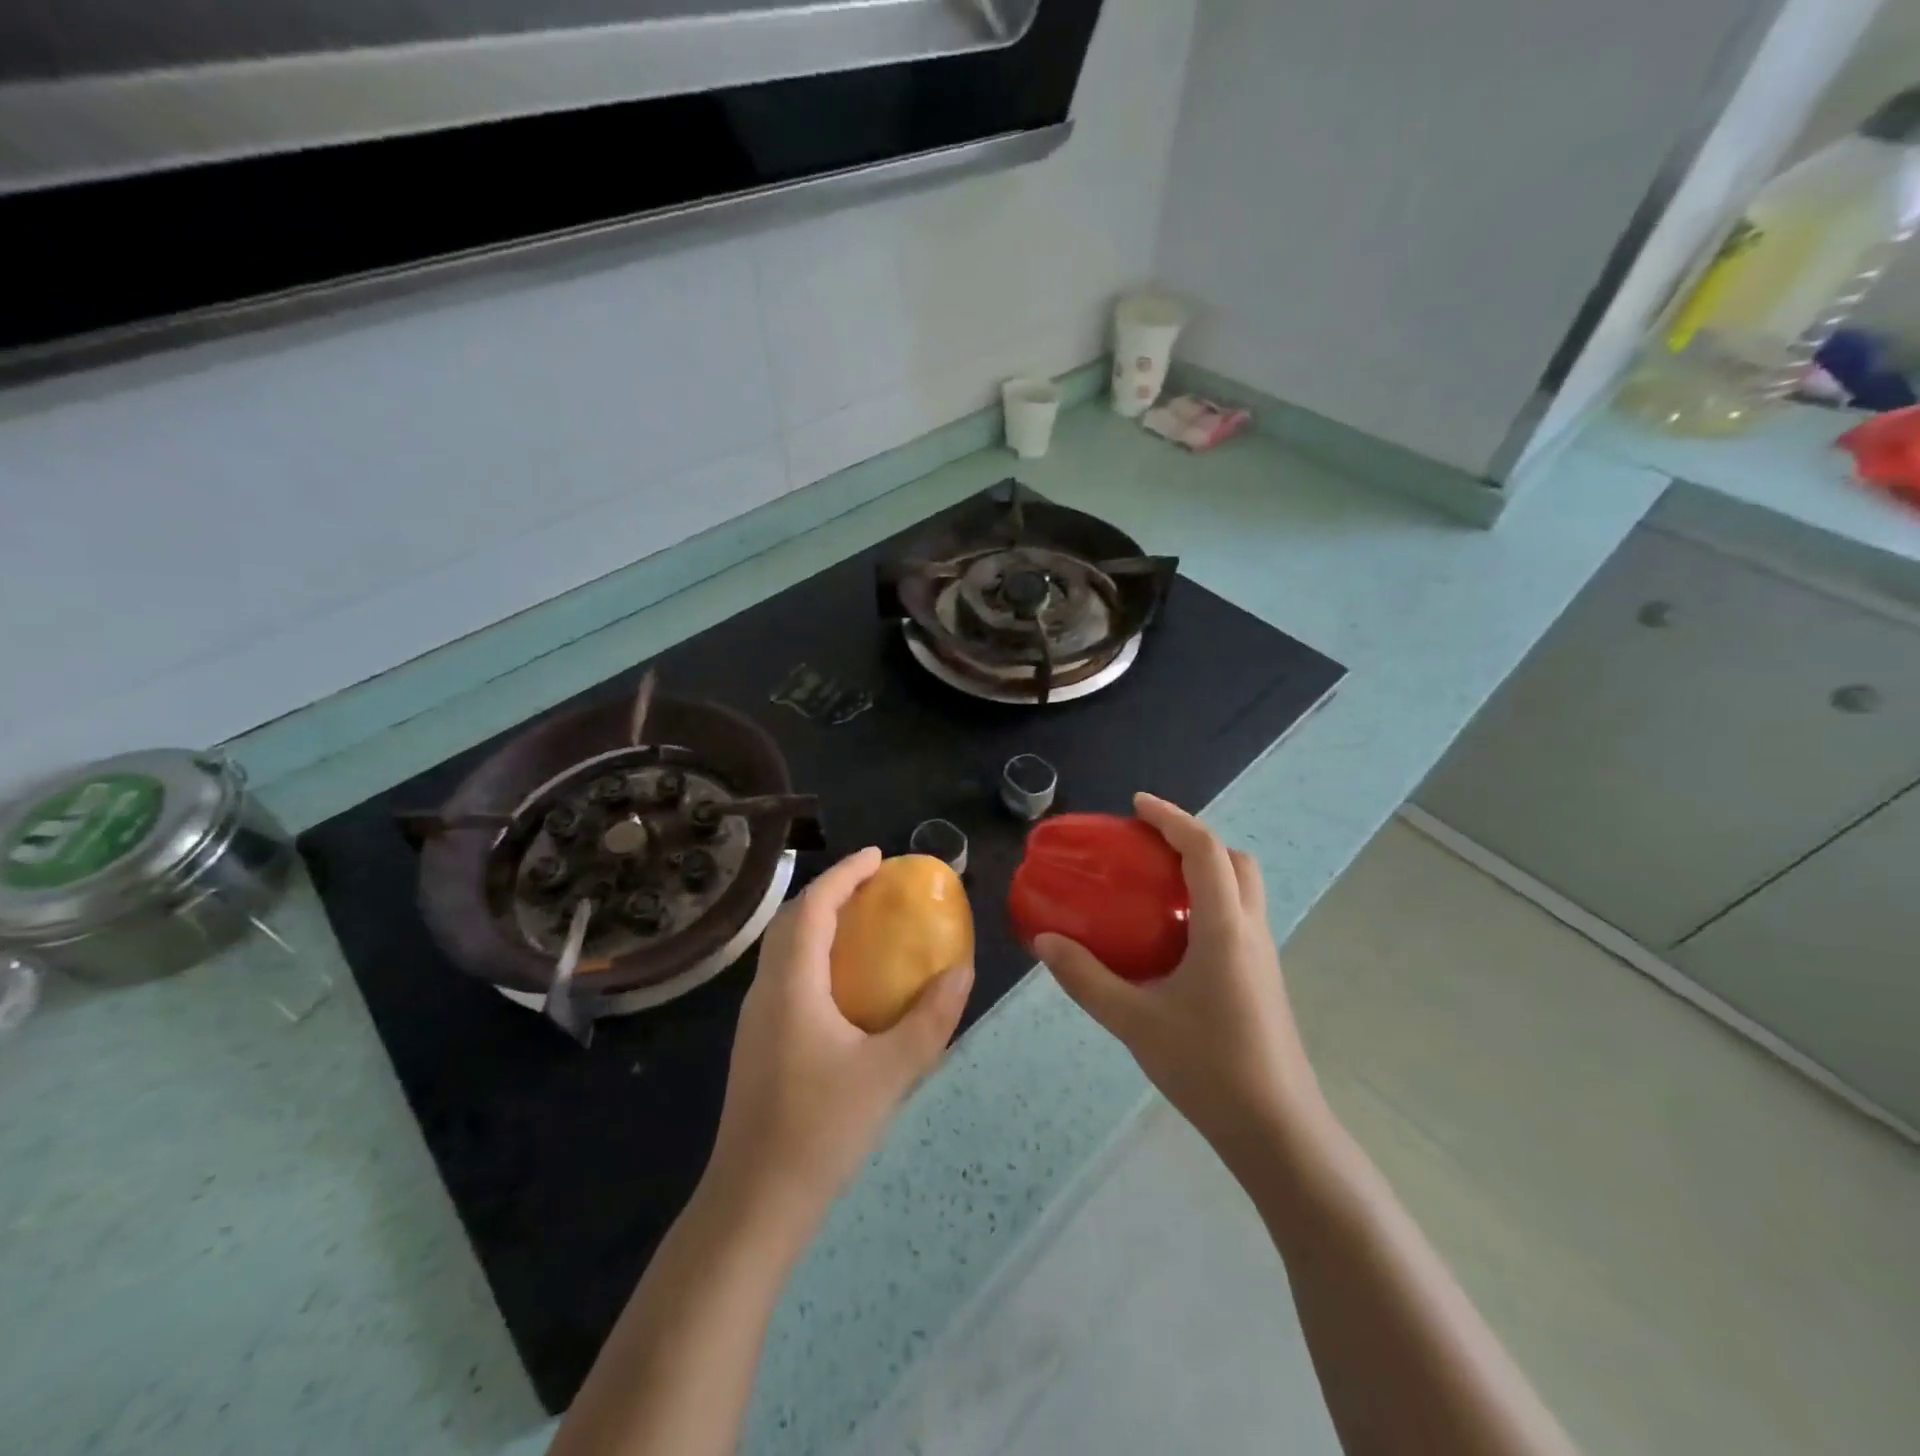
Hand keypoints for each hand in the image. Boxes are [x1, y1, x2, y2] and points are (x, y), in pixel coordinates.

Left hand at [707, 847, 973, 1231]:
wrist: (754, 1204)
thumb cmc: (820, 1131)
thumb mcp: (889, 1074)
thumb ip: (929, 1020)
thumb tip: (962, 971)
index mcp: (791, 984)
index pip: (812, 906)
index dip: (844, 874)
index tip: (878, 857)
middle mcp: (766, 990)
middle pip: (791, 919)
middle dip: (830, 891)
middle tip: (873, 885)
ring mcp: (756, 1018)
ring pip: (783, 947)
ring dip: (819, 922)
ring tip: (862, 922)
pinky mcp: (758, 1042)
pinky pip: (785, 973)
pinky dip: (813, 953)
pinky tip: (845, 982)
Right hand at [1034, 794, 1326, 1166]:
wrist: (1276, 1130)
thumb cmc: (1208, 1068)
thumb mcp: (1134, 1021)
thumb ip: (1085, 978)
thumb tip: (1044, 942)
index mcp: (1224, 928)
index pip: (1204, 850)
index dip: (1171, 817)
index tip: (1136, 805)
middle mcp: (1250, 930)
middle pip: (1234, 860)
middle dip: (1194, 838)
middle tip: (1149, 844)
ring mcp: (1262, 955)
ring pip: (1242, 888)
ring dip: (1205, 869)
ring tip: (1156, 882)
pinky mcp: (1262, 978)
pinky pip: (1238, 916)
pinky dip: (1208, 900)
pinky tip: (1172, 935)